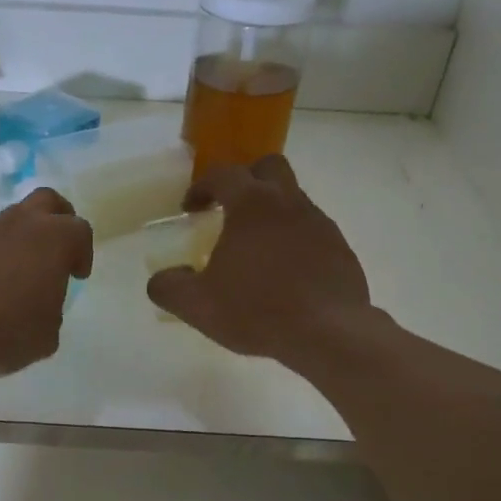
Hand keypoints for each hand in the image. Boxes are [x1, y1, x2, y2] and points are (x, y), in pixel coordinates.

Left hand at [0, 187, 93, 376]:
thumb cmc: (8, 330)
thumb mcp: (46, 336)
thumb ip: (51, 313)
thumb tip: (39, 306)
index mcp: (54, 240)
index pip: (79, 232)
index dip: (82, 253)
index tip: (77, 275)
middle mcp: (19, 224)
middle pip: (46, 201)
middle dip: (57, 219)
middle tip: (56, 249)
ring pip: (7, 222)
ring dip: (16, 241)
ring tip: (12, 277)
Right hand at [146, 156, 373, 366]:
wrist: (328, 332)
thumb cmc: (257, 310)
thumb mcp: (197, 305)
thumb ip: (170, 288)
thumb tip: (160, 280)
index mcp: (252, 204)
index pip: (222, 175)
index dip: (201, 187)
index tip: (190, 209)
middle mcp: (288, 202)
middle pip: (268, 168)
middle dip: (246, 180)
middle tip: (230, 210)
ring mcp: (320, 223)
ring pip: (293, 200)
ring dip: (271, 214)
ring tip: (255, 252)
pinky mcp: (340, 248)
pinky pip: (312, 232)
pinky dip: (294, 242)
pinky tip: (284, 275)